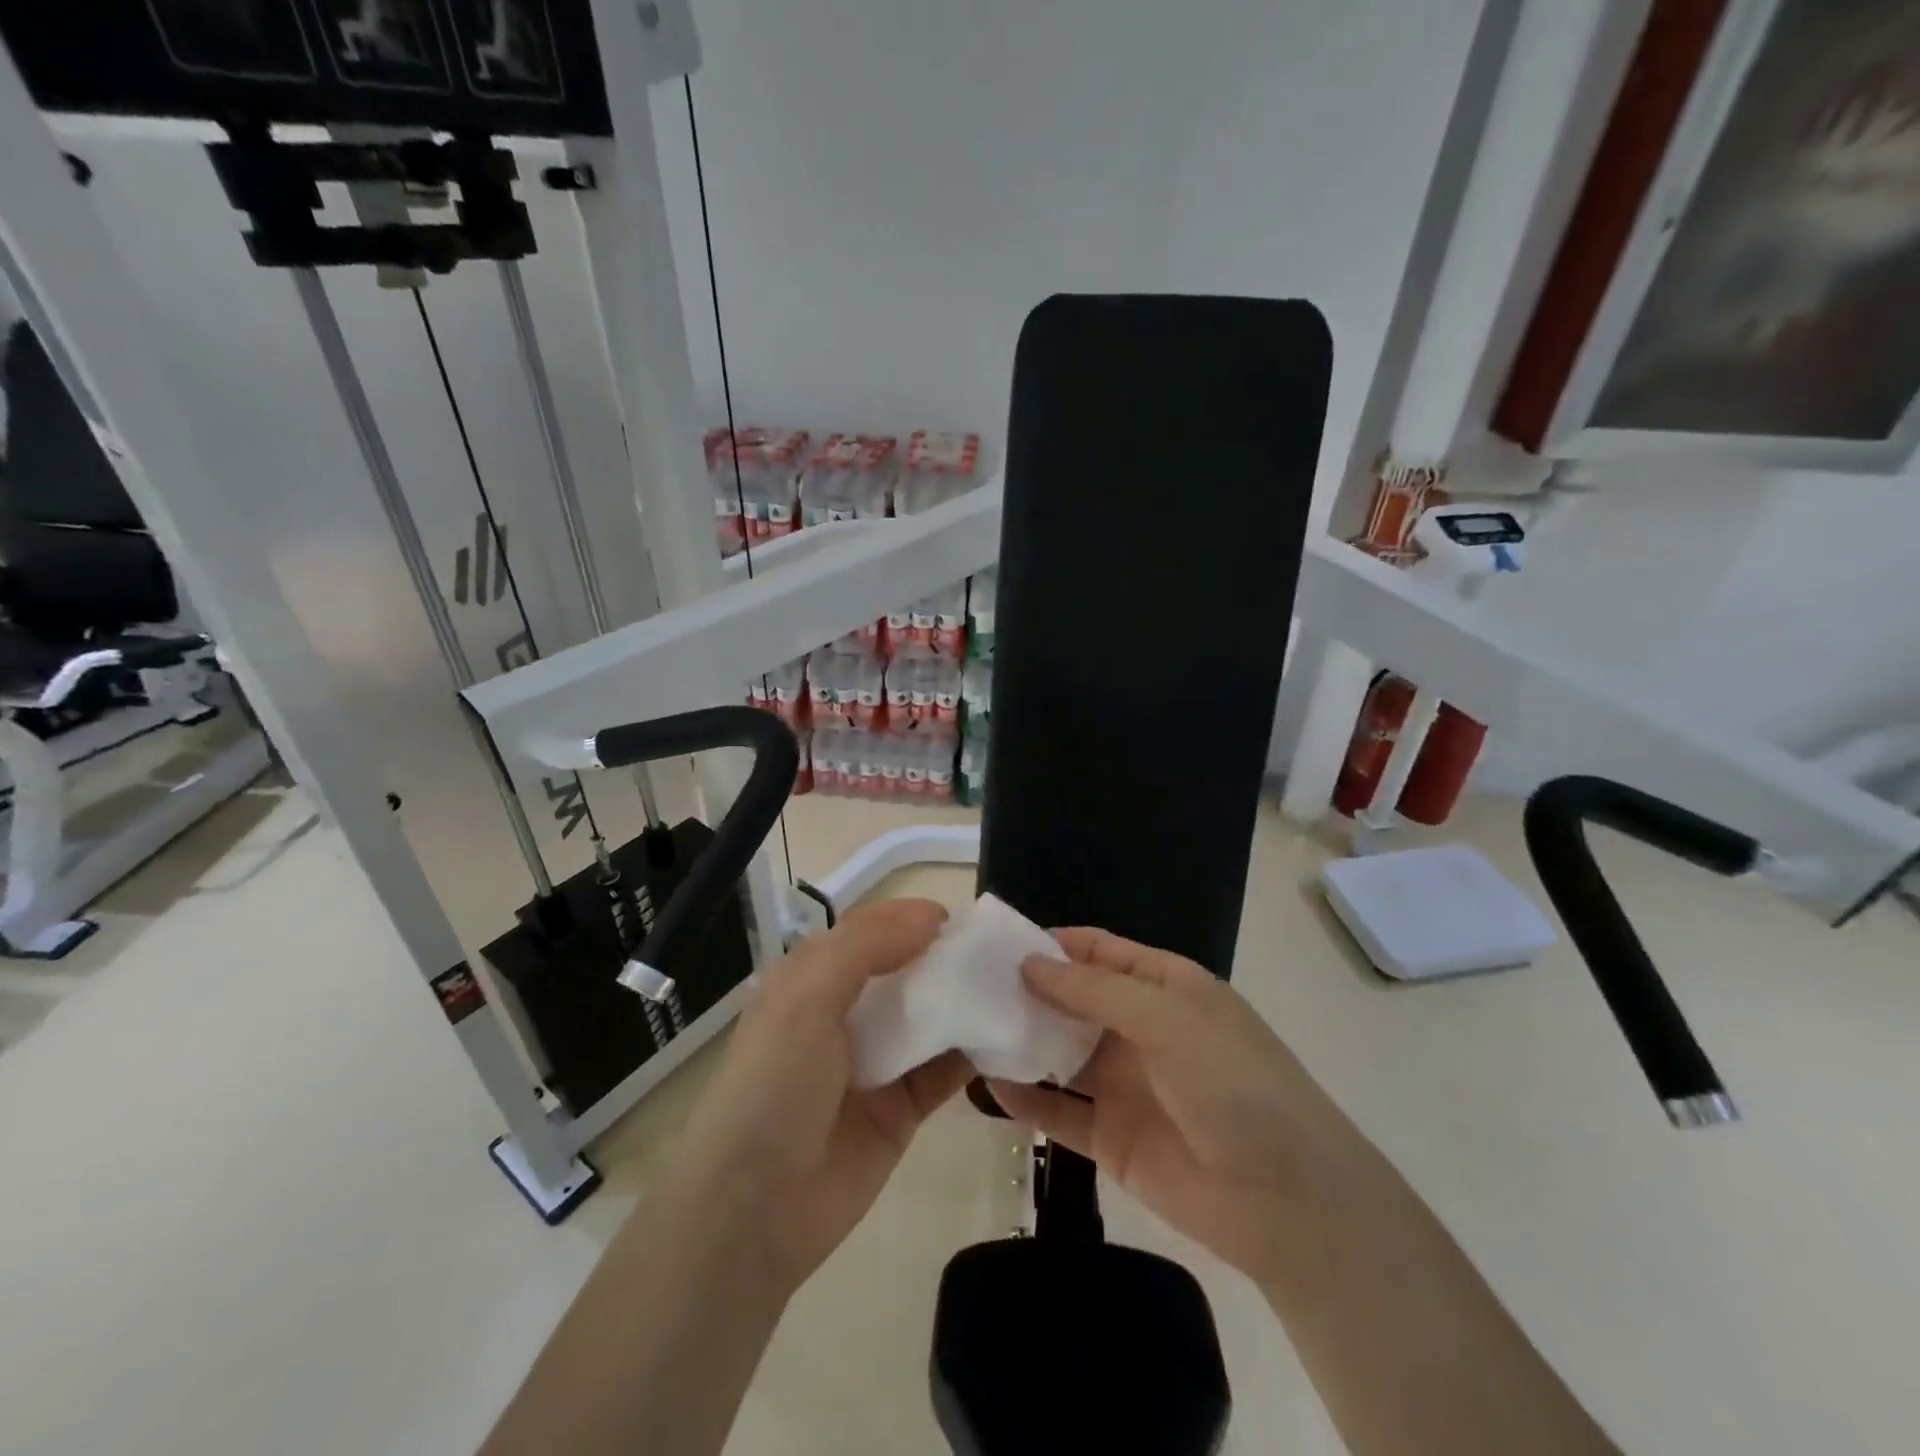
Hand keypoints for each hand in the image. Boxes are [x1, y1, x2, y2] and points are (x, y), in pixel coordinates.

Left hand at [664, 899, 972, 1295]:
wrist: (753, 1213)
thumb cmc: (772, 1087)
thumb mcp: (805, 998)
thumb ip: (866, 947)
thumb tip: (932, 916)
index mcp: (812, 980)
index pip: (869, 932)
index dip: (911, 919)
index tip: (962, 920)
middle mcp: (845, 1014)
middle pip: (907, 971)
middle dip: (949, 958)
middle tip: (1003, 954)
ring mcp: (877, 1062)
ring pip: (932, 1018)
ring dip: (969, 1002)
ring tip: (1019, 988)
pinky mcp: (902, 1109)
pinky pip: (946, 1070)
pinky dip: (976, 1053)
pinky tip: (1011, 1037)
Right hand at [990, 928, 1366, 1288]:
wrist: (1287, 1200)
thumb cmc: (1232, 1082)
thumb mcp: (1166, 1018)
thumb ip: (1094, 990)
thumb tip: (1029, 964)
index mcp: (1165, 987)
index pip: (1100, 951)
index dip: (1054, 944)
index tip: (999, 942)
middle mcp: (1141, 1029)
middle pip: (1074, 1000)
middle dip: (1028, 991)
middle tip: (968, 985)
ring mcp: (1126, 1084)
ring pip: (1062, 1053)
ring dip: (1022, 1041)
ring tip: (968, 1028)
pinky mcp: (1112, 1138)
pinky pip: (1060, 1111)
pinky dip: (1027, 1099)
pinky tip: (988, 1086)